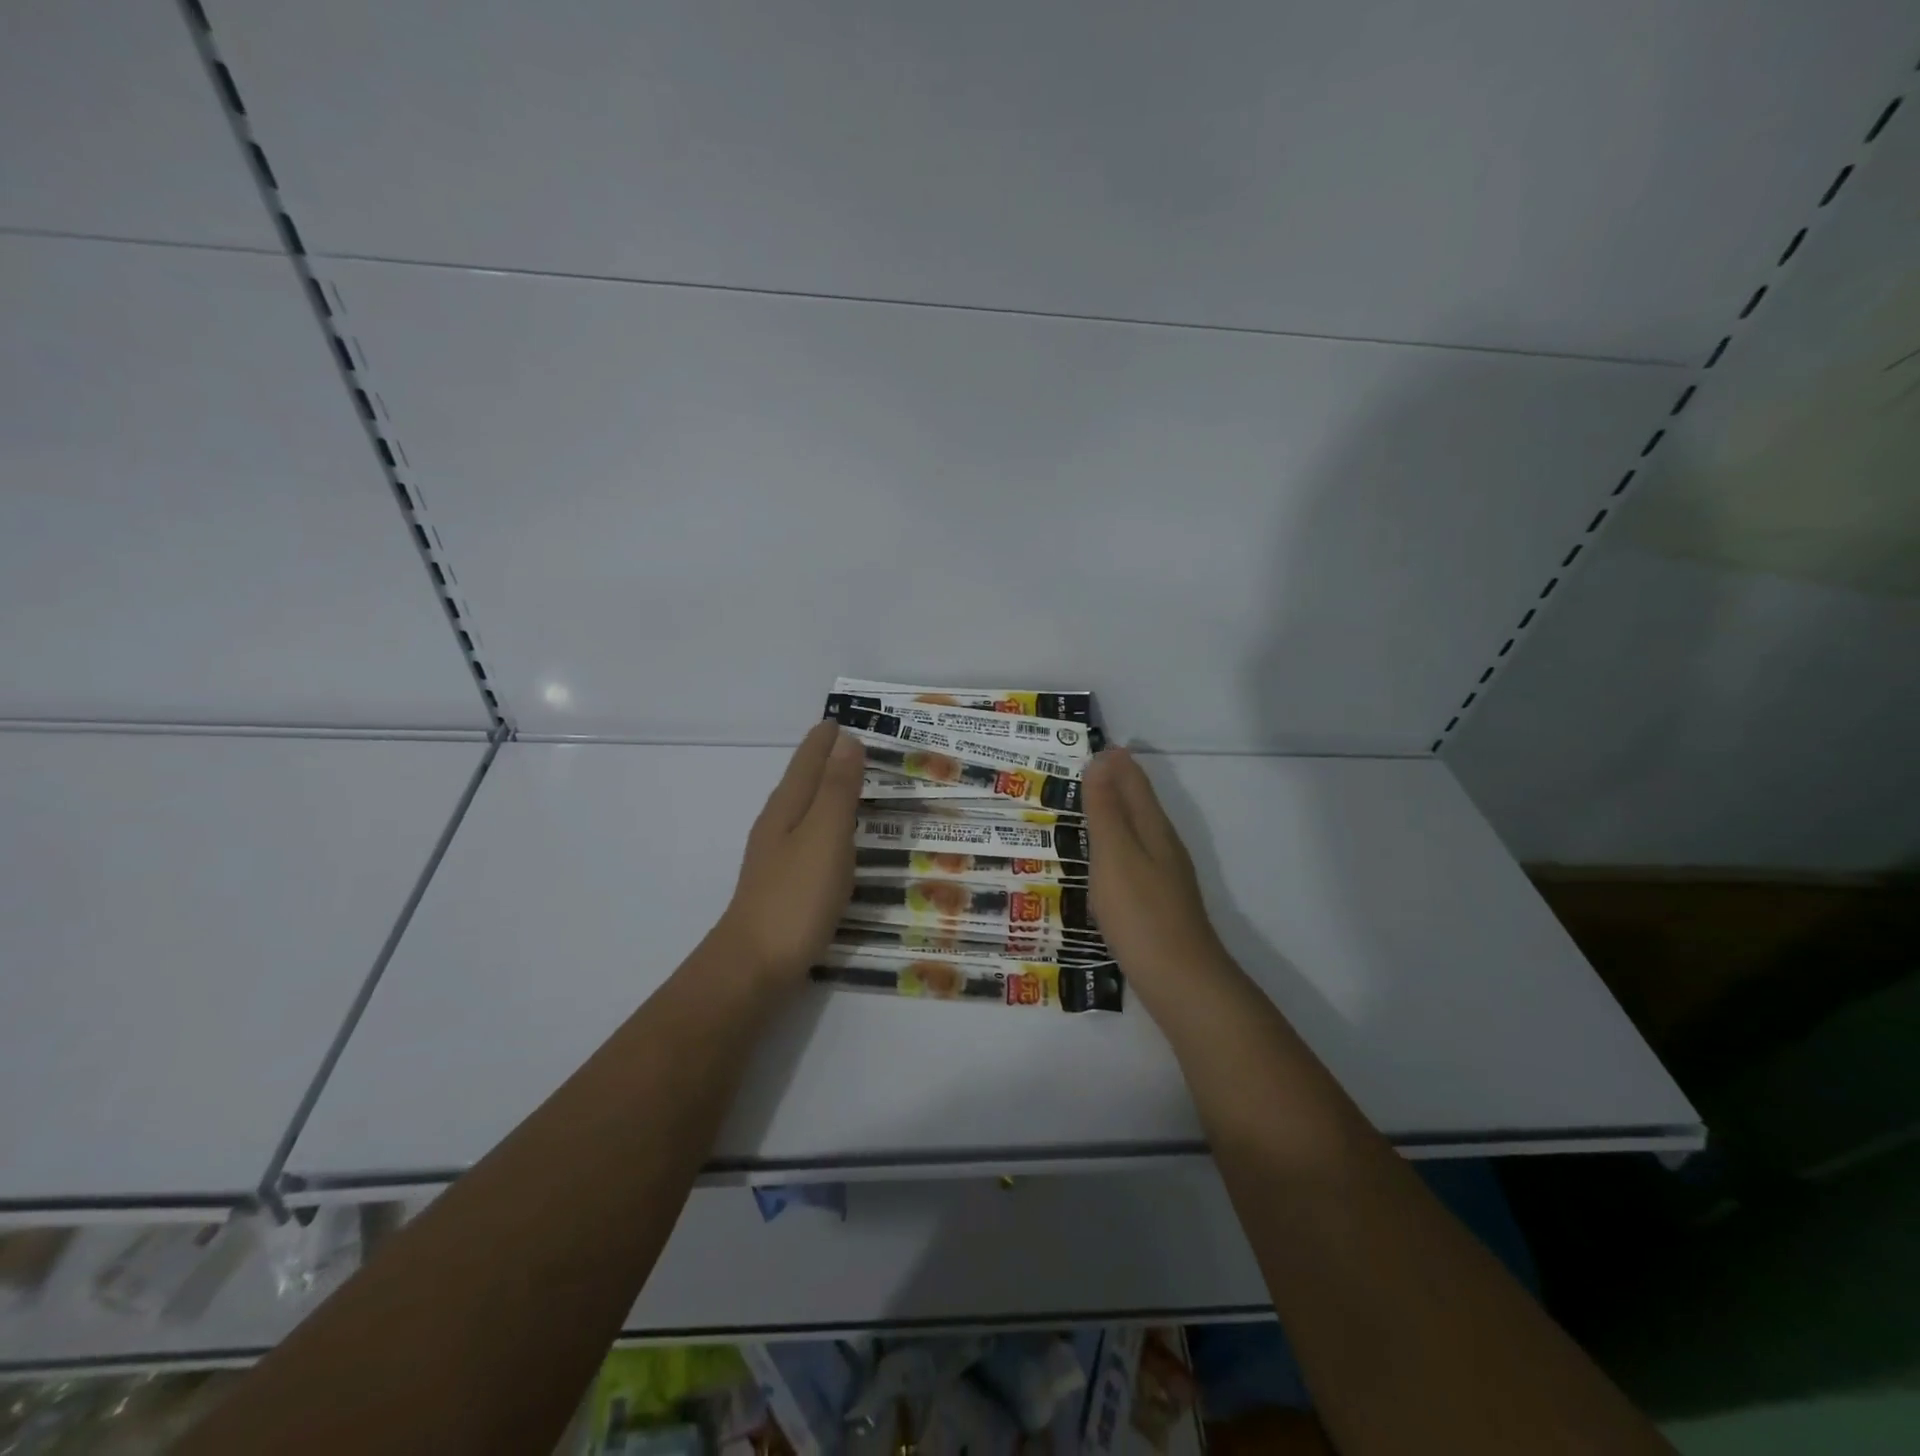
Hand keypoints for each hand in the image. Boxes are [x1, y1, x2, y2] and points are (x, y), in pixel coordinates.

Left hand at [714, 722, 864, 986]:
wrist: (754, 966)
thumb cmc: (796, 897)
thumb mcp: (825, 836)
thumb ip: (837, 790)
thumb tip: (846, 741)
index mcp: (787, 808)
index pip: (808, 761)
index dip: (825, 740)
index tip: (842, 718)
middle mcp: (778, 825)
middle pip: (802, 781)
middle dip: (825, 759)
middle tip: (855, 744)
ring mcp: (777, 856)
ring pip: (805, 809)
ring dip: (826, 791)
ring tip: (851, 781)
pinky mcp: (785, 884)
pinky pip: (810, 837)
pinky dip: (827, 824)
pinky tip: (836, 839)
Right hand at [1084, 748, 1226, 996]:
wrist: (1180, 980)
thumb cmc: (1140, 913)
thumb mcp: (1115, 855)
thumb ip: (1106, 810)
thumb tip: (1102, 760)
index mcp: (1153, 829)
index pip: (1134, 783)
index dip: (1116, 763)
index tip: (1095, 745)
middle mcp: (1164, 846)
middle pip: (1140, 804)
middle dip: (1117, 783)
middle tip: (1087, 769)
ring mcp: (1165, 876)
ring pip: (1139, 832)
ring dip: (1117, 814)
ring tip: (1090, 806)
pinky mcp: (1158, 902)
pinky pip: (1134, 858)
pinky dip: (1118, 845)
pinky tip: (1106, 861)